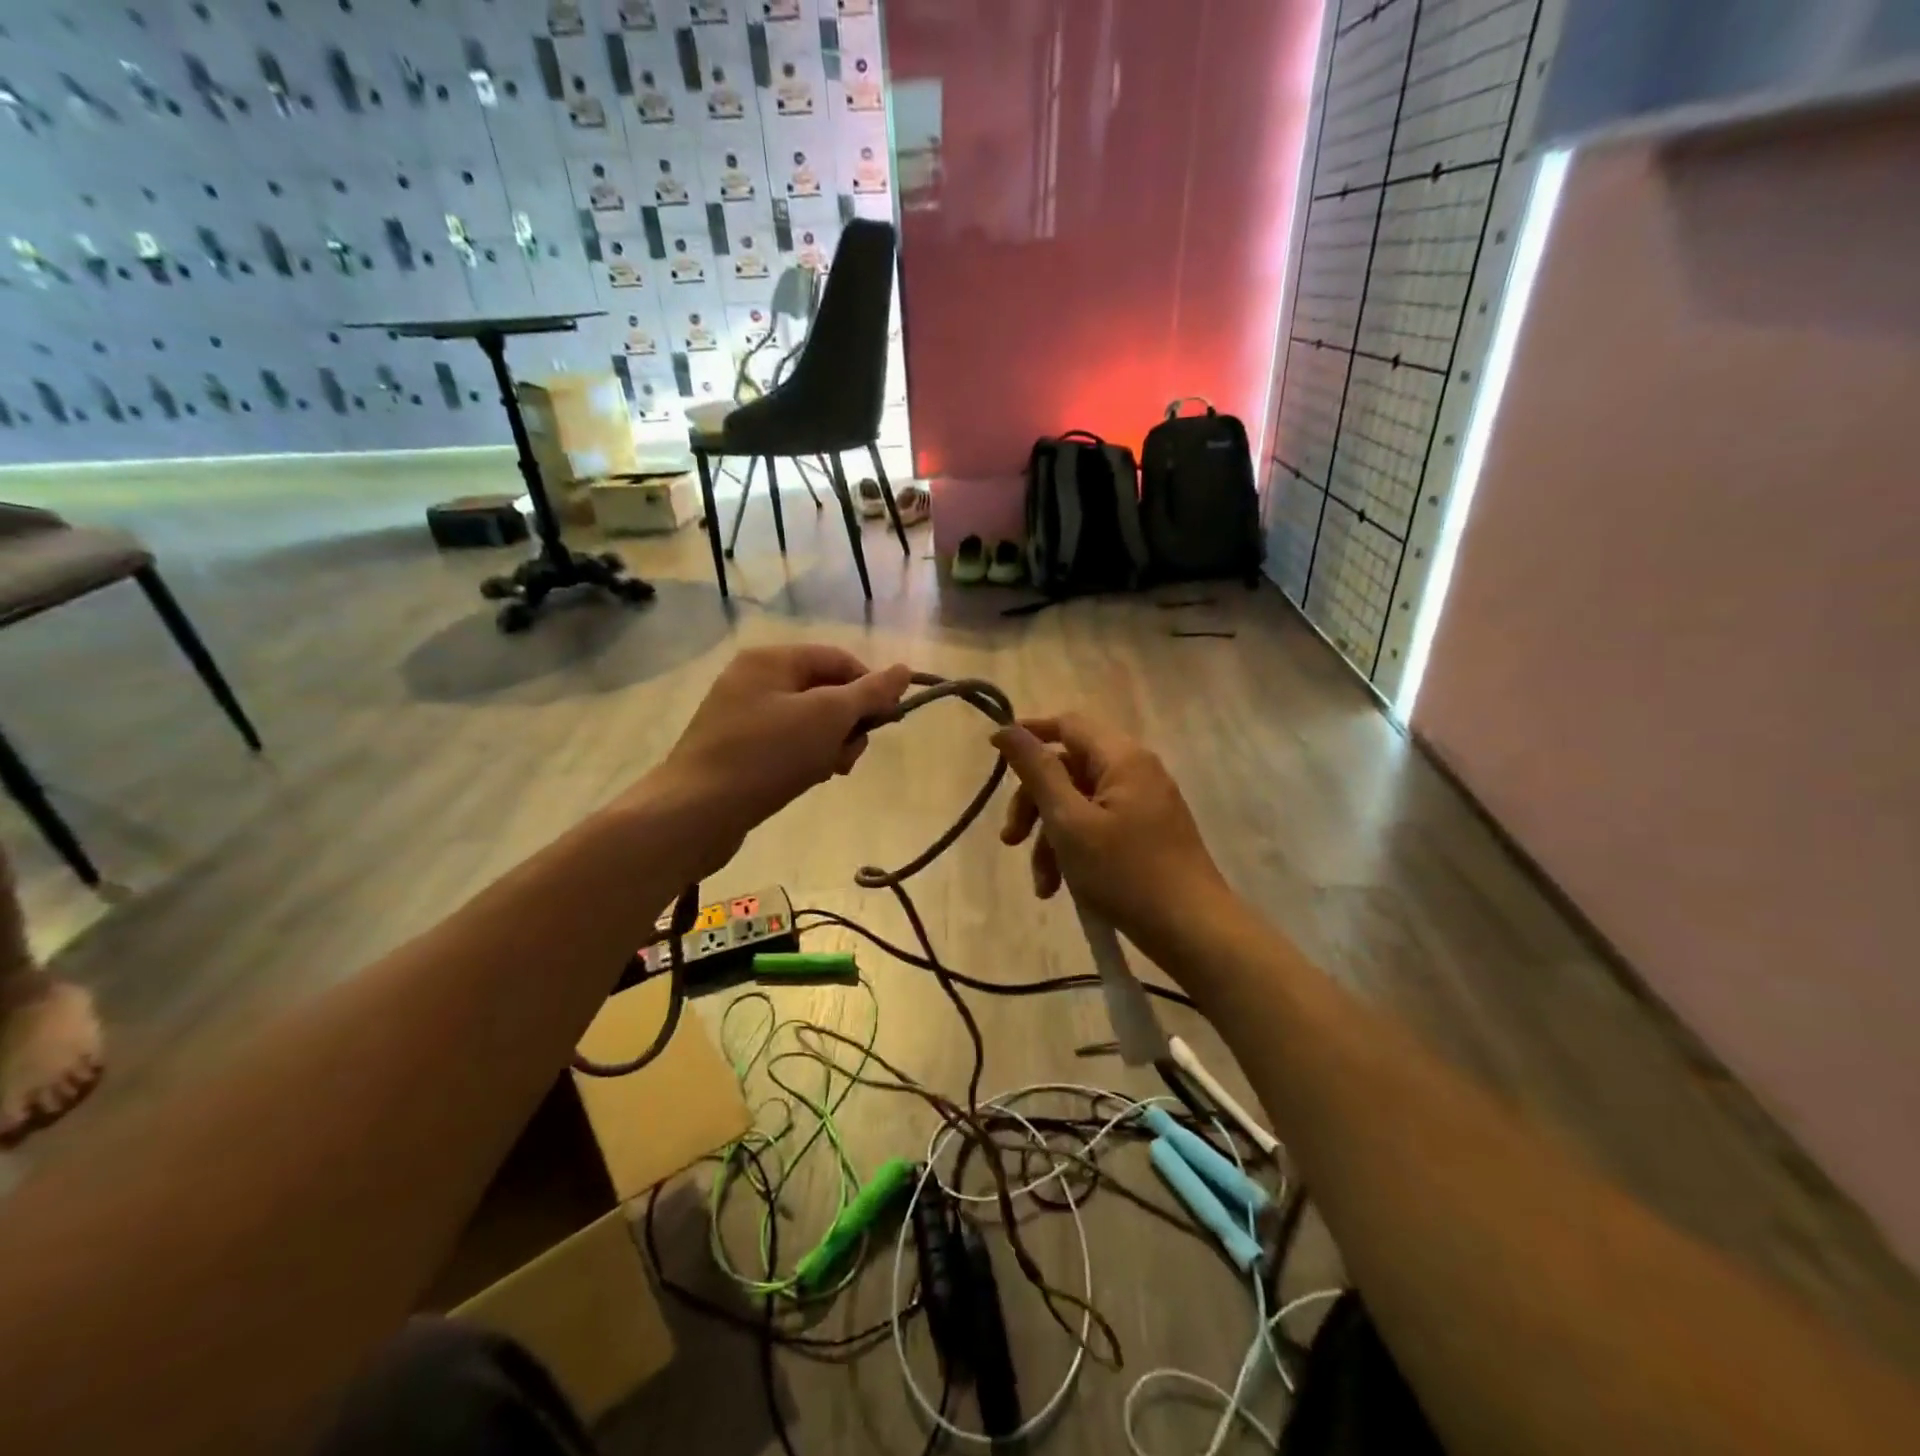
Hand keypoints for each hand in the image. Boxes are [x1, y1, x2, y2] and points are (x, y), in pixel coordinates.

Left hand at [644, 646, 911, 876]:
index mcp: (771, 660)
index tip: (889, 721)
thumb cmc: (766, 754)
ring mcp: (742, 716)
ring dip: (829, 745)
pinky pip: (786, 745)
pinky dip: (805, 759)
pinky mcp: (737, 750)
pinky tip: (807, 781)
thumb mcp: (827, 717)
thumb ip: (869, 692)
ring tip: (828, 772)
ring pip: (809, 723)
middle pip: (825, 692)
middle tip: (850, 755)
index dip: (870, 687)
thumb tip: (904, 670)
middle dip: (848, 723)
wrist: (695, 813)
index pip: (839, 660)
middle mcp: (753, 680)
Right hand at [993, 713, 1227, 950]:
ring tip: (1042, 884)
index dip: (1029, 734)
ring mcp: (1143, 804)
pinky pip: (1098, 826)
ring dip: (1051, 839)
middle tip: (1010, 840)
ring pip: (1079, 804)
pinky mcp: (1146, 833)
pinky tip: (1060, 888)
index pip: (1067, 725)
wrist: (1193, 930)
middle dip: (1034, 805)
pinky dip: (1074, 850)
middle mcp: (1135, 772)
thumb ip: (1038, 772)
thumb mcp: (1070, 822)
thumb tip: (1008, 729)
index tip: (993, 753)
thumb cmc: (1126, 873)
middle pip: (1068, 769)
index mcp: (1122, 758)